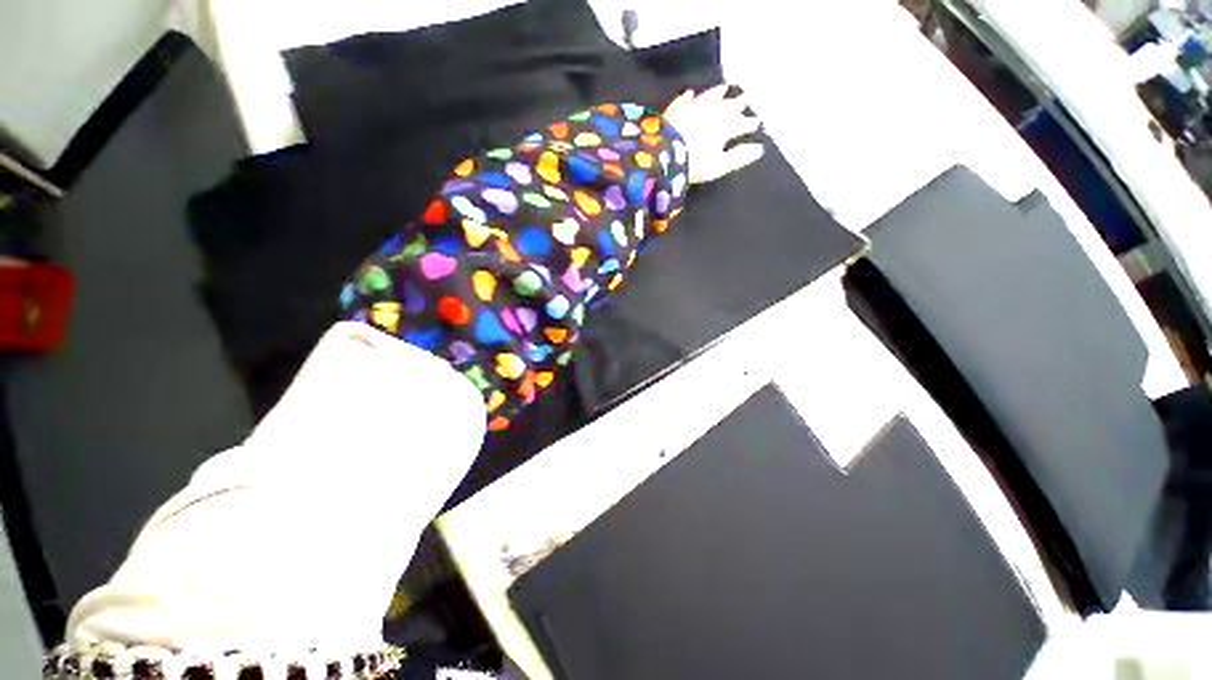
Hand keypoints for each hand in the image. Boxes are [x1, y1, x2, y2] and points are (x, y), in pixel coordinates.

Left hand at [662, 85, 763, 184]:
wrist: (660, 155)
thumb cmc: (693, 163)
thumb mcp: (720, 165)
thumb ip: (740, 155)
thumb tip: (759, 148)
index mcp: (722, 128)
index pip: (740, 124)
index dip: (749, 124)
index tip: (757, 122)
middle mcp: (708, 114)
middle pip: (725, 107)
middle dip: (737, 103)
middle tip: (746, 97)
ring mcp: (689, 110)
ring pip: (706, 98)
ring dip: (716, 93)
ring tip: (724, 87)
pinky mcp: (673, 111)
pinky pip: (683, 100)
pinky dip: (688, 97)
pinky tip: (691, 92)